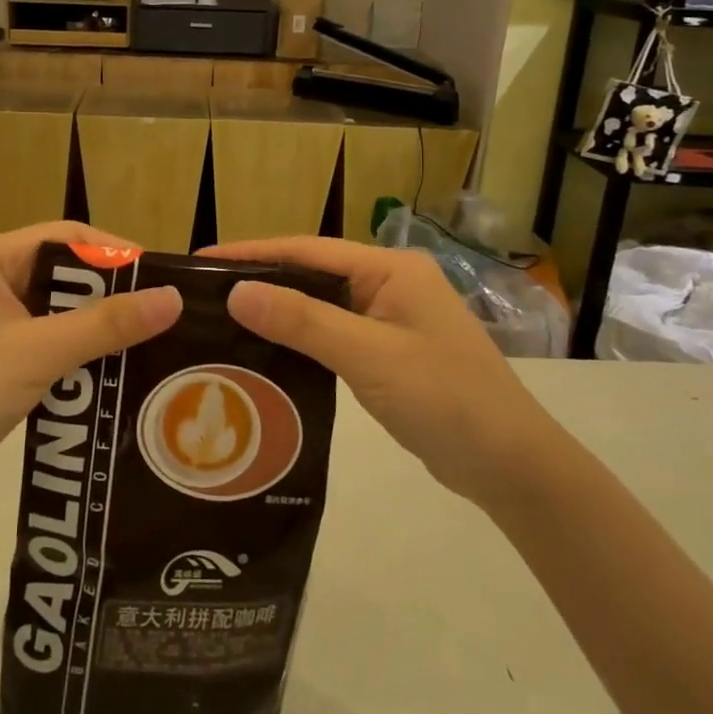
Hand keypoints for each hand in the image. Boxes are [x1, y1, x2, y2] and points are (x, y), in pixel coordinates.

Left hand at [0, 224, 181, 510]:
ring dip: (91, 323)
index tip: (162, 279)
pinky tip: (104, 365)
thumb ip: (107, 324)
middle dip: (107, 293)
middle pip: (59, 270)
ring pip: (51, 305)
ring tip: (143, 339)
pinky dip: (69, 346)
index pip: (65, 237)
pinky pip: (37, 332)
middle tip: (159, 314)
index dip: (117, 254)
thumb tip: (174, 298)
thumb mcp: (39, 353)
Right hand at [208, 237, 548, 502]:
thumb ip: (303, 321)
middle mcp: (390, 284)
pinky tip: (266, 354)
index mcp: (391, 269)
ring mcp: (392, 319)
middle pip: (313, 273)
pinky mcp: (389, 353)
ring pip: (321, 306)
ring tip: (222, 322)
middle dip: (261, 281)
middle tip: (203, 295)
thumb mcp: (368, 356)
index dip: (253, 252)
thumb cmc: (444, 397)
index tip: (202, 260)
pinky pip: (334, 336)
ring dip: (279, 312)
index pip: (308, 248)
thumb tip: (236, 292)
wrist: (511, 465)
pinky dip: (300, 341)